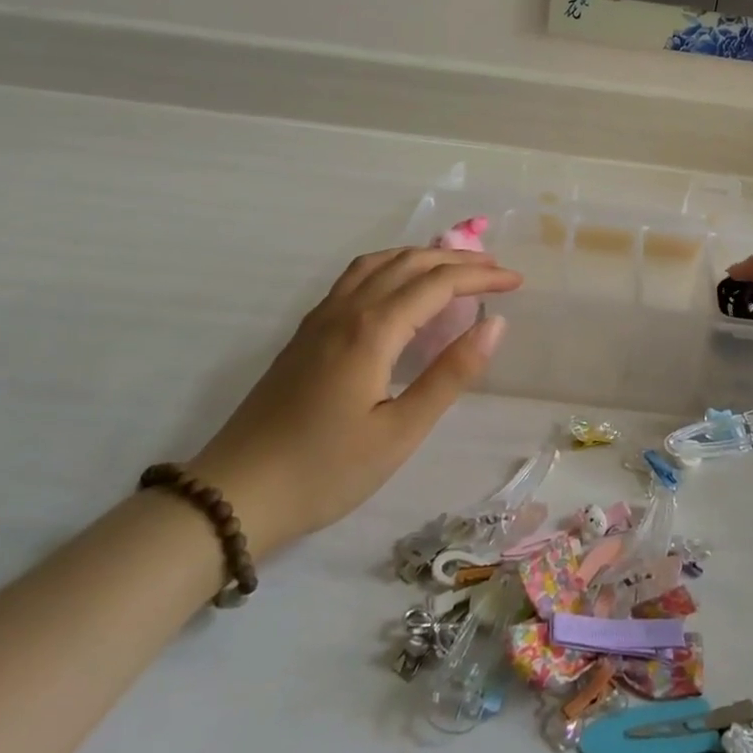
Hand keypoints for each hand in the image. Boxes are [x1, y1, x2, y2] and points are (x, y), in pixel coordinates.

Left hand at [187, 247, 521, 556]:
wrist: (234, 496)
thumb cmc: (325, 471)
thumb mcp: (400, 432)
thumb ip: (450, 374)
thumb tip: (495, 325)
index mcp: (372, 330)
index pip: (438, 284)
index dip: (481, 277)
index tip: (518, 282)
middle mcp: (346, 310)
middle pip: (409, 263)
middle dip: (458, 260)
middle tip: (496, 271)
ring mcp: (320, 319)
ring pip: (377, 263)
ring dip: (421, 256)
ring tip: (454, 268)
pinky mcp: (305, 334)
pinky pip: (355, 278)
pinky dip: (390, 267)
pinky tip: (398, 290)